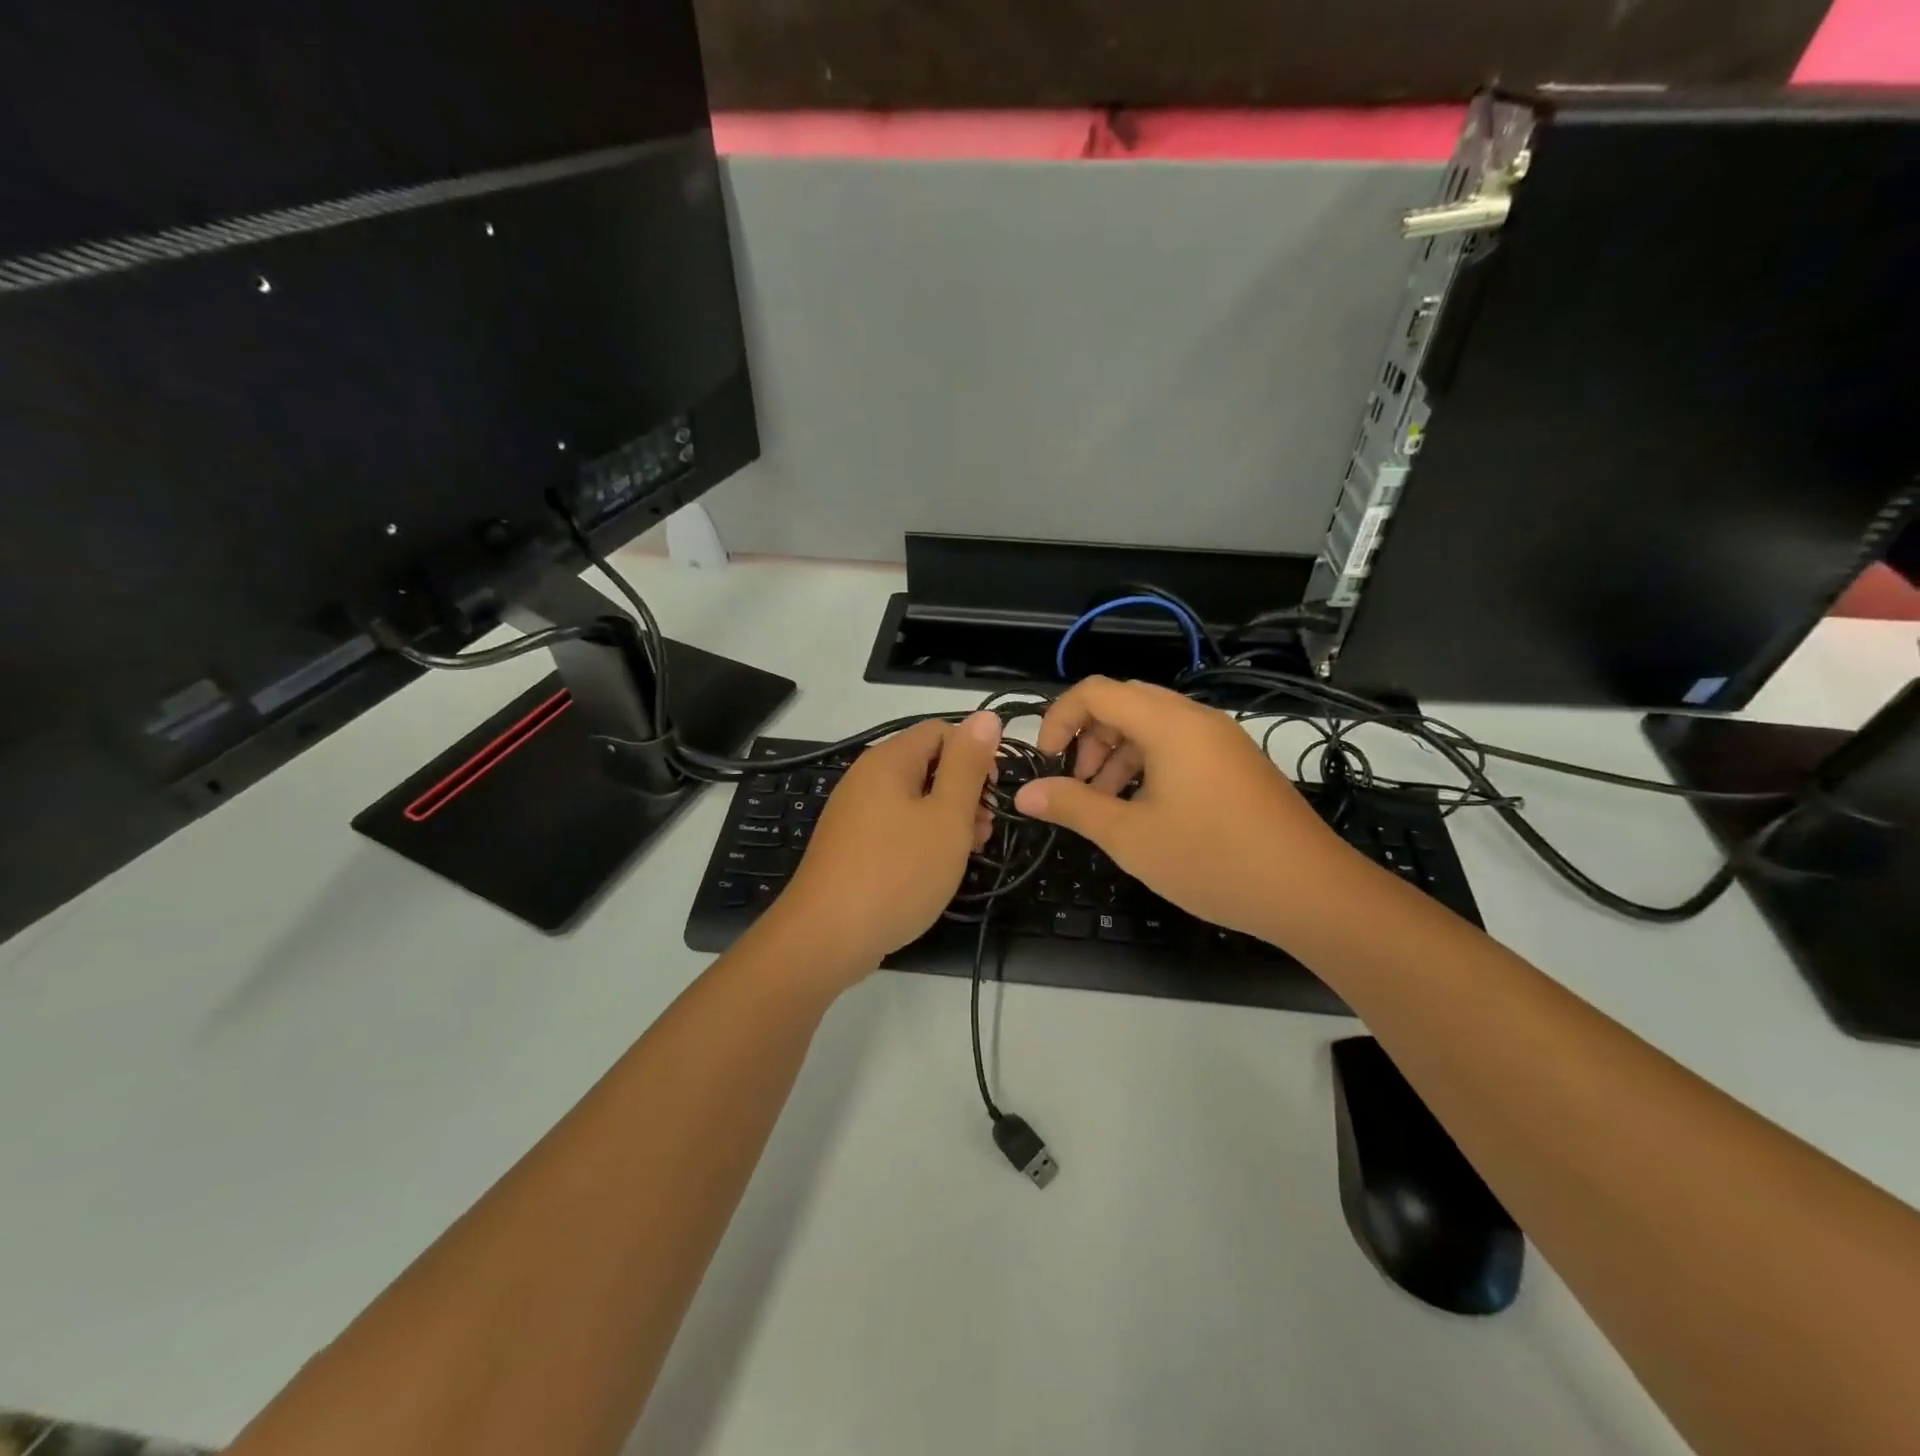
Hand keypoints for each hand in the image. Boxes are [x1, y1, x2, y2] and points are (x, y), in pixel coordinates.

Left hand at [770, 711, 1002, 979]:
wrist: (826, 937)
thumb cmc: (897, 872)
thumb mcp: (946, 817)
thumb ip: (968, 766)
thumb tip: (986, 717)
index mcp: (889, 760)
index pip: (942, 731)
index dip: (975, 755)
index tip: (993, 795)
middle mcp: (867, 777)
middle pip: (928, 764)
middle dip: (964, 790)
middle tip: (985, 830)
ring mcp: (855, 812)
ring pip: (914, 799)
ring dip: (947, 818)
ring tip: (969, 852)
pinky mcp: (851, 844)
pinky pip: (895, 826)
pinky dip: (922, 837)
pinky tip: (937, 867)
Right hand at [1012, 677, 1362, 942]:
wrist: (1311, 892)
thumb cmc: (1212, 859)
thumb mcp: (1130, 837)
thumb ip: (1073, 807)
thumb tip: (1025, 793)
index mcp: (1168, 724)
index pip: (1096, 691)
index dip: (1059, 718)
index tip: (1047, 762)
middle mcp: (1196, 719)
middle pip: (1124, 703)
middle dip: (1088, 738)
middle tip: (1077, 783)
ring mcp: (1222, 740)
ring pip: (1152, 726)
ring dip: (1117, 754)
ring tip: (1105, 804)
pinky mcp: (1237, 763)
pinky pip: (1180, 746)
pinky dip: (1149, 765)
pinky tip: (1145, 810)